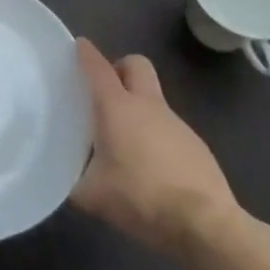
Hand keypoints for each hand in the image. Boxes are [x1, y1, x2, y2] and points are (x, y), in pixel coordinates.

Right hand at [71, 39, 239, 253]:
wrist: (204, 224)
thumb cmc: (140, 199)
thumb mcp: (92, 196)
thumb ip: (73, 182)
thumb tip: (65, 179)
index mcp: (117, 108)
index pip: (98, 68)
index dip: (86, 53)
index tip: (79, 46)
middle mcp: (147, 105)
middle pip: (136, 64)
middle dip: (120, 69)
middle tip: (105, 93)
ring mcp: (176, 123)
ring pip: (153, 99)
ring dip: (138, 109)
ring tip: (124, 145)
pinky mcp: (196, 145)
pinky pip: (169, 129)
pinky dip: (156, 137)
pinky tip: (152, 170)